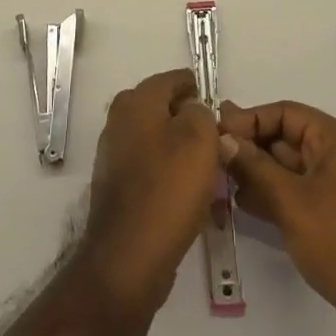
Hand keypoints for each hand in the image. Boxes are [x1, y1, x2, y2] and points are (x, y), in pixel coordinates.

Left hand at [75, 69, 228, 320]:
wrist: (129, 256)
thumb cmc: (168, 189)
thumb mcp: (199, 139)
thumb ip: (202, 114)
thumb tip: (194, 112)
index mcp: (136, 101)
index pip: (173, 79)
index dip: (198, 90)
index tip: (220, 110)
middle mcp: (119, 121)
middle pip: (165, 111)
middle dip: (192, 124)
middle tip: (219, 144)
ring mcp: (115, 155)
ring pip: (160, 142)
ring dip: (184, 154)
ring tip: (212, 175)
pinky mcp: (118, 187)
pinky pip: (152, 171)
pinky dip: (172, 178)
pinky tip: (193, 199)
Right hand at [219, 99, 335, 335]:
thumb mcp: (291, 201)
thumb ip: (254, 166)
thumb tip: (223, 138)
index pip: (286, 113)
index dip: (250, 120)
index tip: (216, 133)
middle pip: (287, 139)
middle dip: (251, 148)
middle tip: (212, 159)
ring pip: (290, 169)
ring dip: (258, 173)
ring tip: (221, 182)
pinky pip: (298, 195)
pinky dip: (273, 196)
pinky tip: (244, 205)